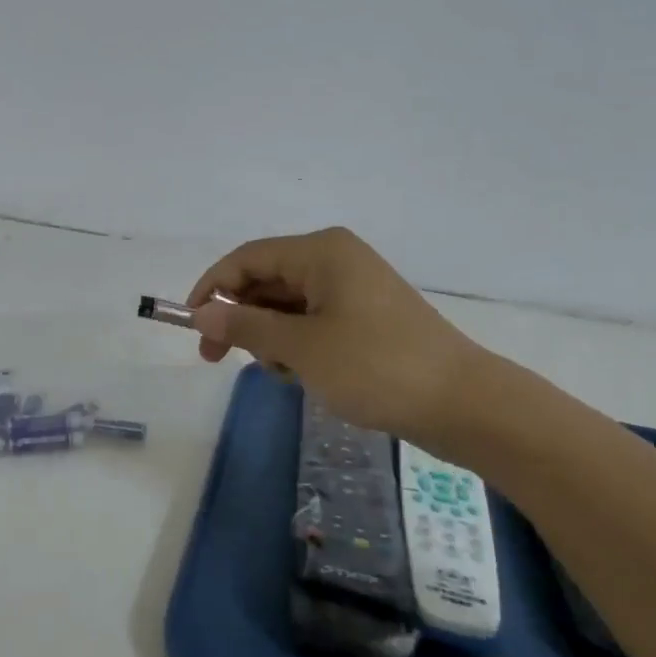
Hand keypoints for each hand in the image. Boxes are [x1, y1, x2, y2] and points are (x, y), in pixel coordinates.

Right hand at [186, 227, 495, 445]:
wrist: (464, 404)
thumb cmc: (376, 367)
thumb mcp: (301, 348)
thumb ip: (246, 328)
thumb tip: (201, 315)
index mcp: (321, 252)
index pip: (247, 258)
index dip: (213, 289)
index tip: (191, 327)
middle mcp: (335, 259)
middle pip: (267, 279)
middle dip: (240, 318)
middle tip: (216, 359)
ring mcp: (354, 288)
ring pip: (288, 304)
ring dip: (270, 336)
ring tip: (281, 373)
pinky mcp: (367, 316)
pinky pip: (313, 320)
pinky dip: (297, 343)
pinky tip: (302, 374)